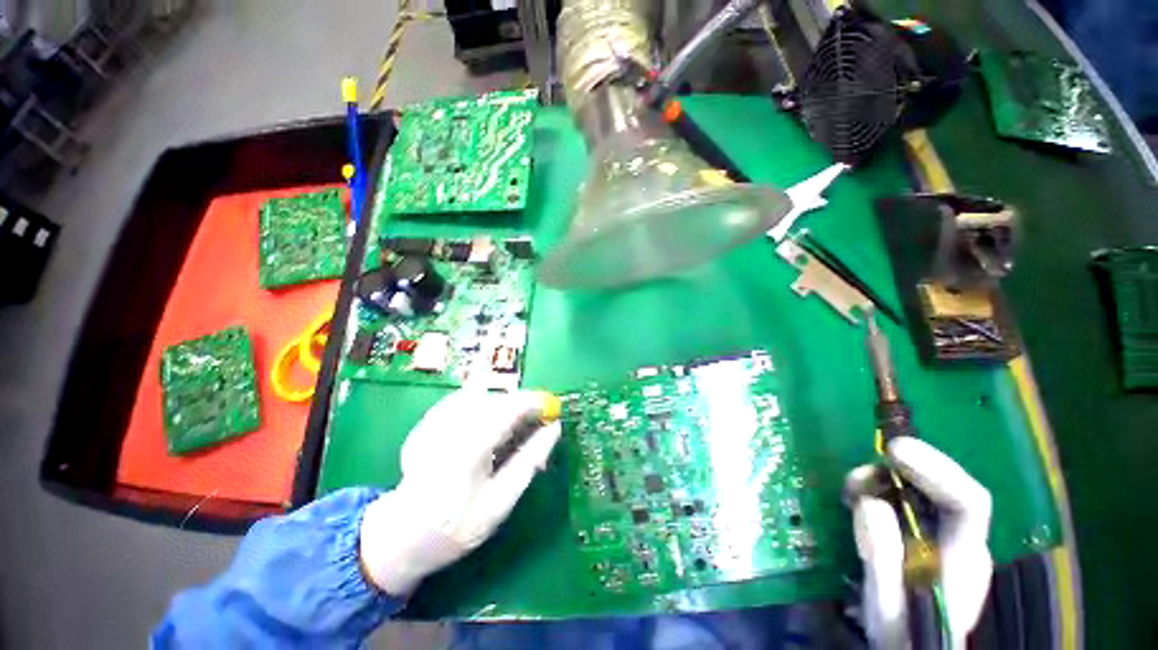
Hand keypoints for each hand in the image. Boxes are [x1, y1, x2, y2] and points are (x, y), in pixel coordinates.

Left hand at [358, 389, 561, 595]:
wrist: (401, 535)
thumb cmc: (456, 526)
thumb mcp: (500, 502)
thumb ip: (529, 461)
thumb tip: (554, 429)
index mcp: (470, 447)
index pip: (510, 409)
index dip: (535, 403)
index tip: (552, 409)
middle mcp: (452, 425)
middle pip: (498, 398)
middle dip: (521, 406)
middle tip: (535, 424)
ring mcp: (437, 420)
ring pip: (484, 396)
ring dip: (505, 407)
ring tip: (512, 430)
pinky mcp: (430, 419)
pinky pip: (467, 400)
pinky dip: (486, 407)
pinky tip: (487, 428)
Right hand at [846, 438, 992, 648]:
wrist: (909, 649)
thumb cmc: (901, 635)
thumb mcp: (885, 606)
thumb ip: (882, 559)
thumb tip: (868, 502)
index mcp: (963, 558)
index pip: (968, 501)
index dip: (936, 469)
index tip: (893, 451)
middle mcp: (960, 540)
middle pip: (944, 489)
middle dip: (902, 471)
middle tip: (858, 474)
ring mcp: (943, 538)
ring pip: (921, 492)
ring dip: (884, 481)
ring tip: (850, 489)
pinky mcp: (922, 537)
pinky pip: (905, 502)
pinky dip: (879, 492)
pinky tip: (857, 499)